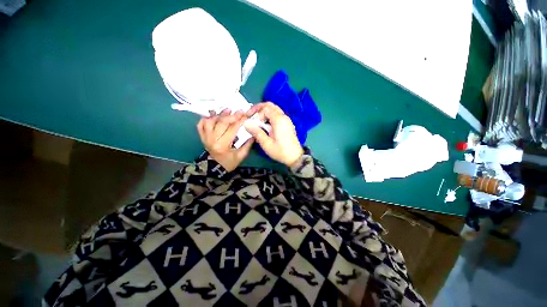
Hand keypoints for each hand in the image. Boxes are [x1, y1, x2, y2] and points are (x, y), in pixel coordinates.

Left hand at [197, 109, 253, 171]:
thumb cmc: (229, 163)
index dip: (240, 120)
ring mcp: (205, 137)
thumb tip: (254, 133)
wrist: (215, 168)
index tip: (245, 114)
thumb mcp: (241, 156)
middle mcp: (212, 139)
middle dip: (231, 115)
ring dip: (219, 114)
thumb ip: (247, 145)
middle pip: (221, 123)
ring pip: (210, 121)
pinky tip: (213, 115)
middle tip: (239, 111)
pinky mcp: (202, 137)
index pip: (232, 129)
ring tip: (227, 110)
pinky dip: (206, 118)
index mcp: (223, 145)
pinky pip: (201, 124)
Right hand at [244, 102, 303, 166]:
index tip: (252, 123)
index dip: (257, 113)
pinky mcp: (287, 124)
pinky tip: (265, 124)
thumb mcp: (266, 143)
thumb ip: (256, 132)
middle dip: (259, 108)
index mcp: (279, 120)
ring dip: (264, 112)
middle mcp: (284, 117)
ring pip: (274, 109)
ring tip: (257, 120)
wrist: (295, 157)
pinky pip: (277, 115)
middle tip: (251, 115)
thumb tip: (246, 123)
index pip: (265, 108)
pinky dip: (269, 116)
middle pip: (270, 106)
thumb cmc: (280, 151)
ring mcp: (286, 120)